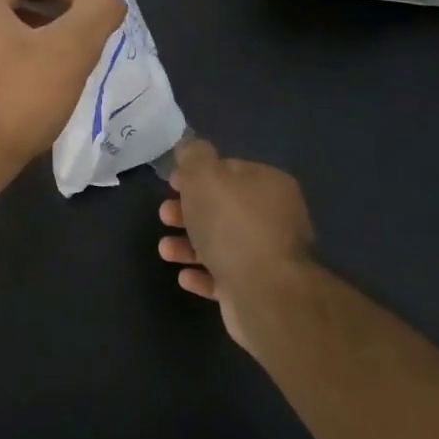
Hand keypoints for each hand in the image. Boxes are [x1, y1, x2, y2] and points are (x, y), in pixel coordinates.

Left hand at [0, 0, 126, 186]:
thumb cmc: (15, 97)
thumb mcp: (70, 49)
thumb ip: (97, 11)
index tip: (93, 14)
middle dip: (62, 7)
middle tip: (89, 38)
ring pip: (14, 20)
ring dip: (50, 33)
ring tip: (74, 63)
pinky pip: (2, 46)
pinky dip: (30, 54)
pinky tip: (49, 84)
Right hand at [158, 139, 314, 351]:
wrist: (264, 292)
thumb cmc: (232, 224)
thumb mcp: (204, 175)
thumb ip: (194, 155)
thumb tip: (191, 146)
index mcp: (269, 185)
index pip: (229, 170)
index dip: (197, 174)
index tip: (171, 183)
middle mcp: (275, 218)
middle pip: (223, 208)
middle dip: (188, 211)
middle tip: (164, 215)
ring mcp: (269, 256)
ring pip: (221, 243)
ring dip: (189, 245)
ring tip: (165, 250)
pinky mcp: (260, 289)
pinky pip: (225, 277)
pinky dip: (202, 274)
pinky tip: (184, 275)